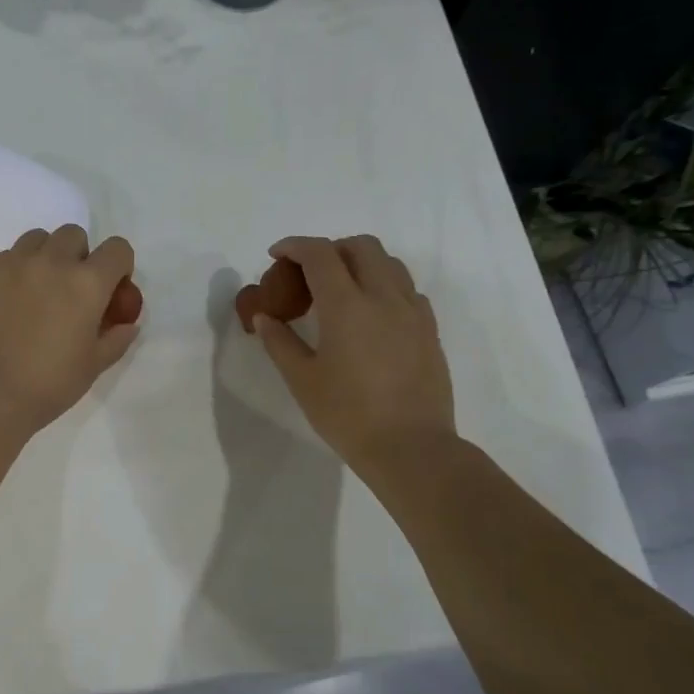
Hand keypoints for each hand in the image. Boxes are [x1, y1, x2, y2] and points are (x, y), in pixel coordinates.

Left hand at [0, 226, 138, 432]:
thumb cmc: (49, 383)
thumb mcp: (93, 366)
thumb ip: (116, 339)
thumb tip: (128, 325)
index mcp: (87, 283)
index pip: (117, 249)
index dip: (120, 266)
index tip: (111, 290)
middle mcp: (52, 262)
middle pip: (74, 235)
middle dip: (80, 256)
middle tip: (72, 290)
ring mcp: (14, 264)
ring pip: (37, 239)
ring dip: (47, 255)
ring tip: (40, 288)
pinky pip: (7, 257)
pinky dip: (17, 269)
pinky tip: (12, 300)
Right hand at [250, 235, 454, 475]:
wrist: (411, 447)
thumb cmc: (348, 415)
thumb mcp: (302, 380)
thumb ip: (280, 342)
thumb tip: (264, 317)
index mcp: (347, 305)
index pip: (320, 254)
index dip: (294, 246)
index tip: (276, 255)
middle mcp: (384, 297)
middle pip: (360, 246)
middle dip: (330, 249)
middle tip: (308, 273)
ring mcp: (413, 312)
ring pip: (389, 263)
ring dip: (360, 263)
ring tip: (340, 290)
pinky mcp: (429, 330)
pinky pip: (407, 289)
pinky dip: (383, 285)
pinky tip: (370, 315)